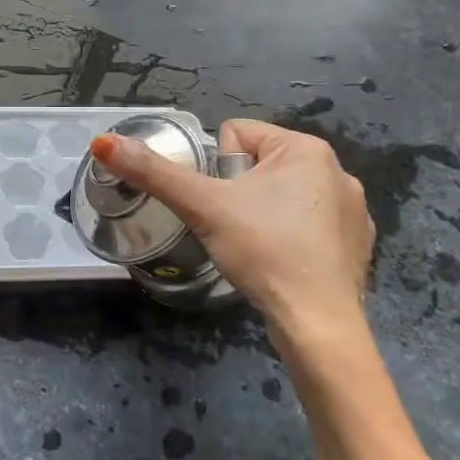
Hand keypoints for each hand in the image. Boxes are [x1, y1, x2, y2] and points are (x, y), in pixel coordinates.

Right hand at [89, 119, 375, 358]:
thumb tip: (102, 141)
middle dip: (238, 192)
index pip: (235, 134)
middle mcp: (338, 169)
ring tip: (257, 248)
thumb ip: (152, 172)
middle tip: (234, 229)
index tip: (221, 205)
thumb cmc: (264, 251)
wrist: (318, 324)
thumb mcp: (202, 207)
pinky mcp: (358, 244)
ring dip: (263, 213)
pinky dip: (291, 238)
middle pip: (257, 165)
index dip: (216, 170)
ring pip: (282, 195)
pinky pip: (309, 224)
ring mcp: (353, 209)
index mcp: (306, 148)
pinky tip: (284, 264)